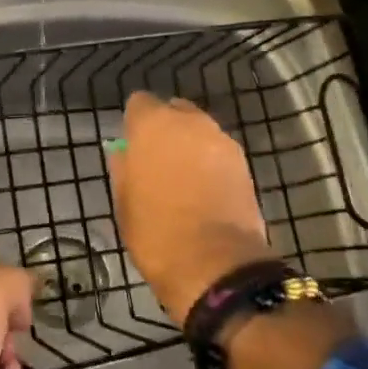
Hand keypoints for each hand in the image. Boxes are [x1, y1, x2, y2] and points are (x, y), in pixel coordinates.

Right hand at [107, 92, 271, 324]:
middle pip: (174, 112)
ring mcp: (221, 140)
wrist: (215, 265)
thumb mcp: (124, 203)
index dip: (135, 123)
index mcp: (153, 125)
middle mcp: (190, 122)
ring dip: (190, 146)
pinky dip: (210, 163)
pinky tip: (204, 190)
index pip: (139, 103)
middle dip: (166, 130)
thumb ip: (123, 167)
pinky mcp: (243, 162)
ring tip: (183, 179)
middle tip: (157, 162)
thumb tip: (124, 151)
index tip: (132, 146)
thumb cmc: (156, 233)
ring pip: (199, 131)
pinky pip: (218, 151)